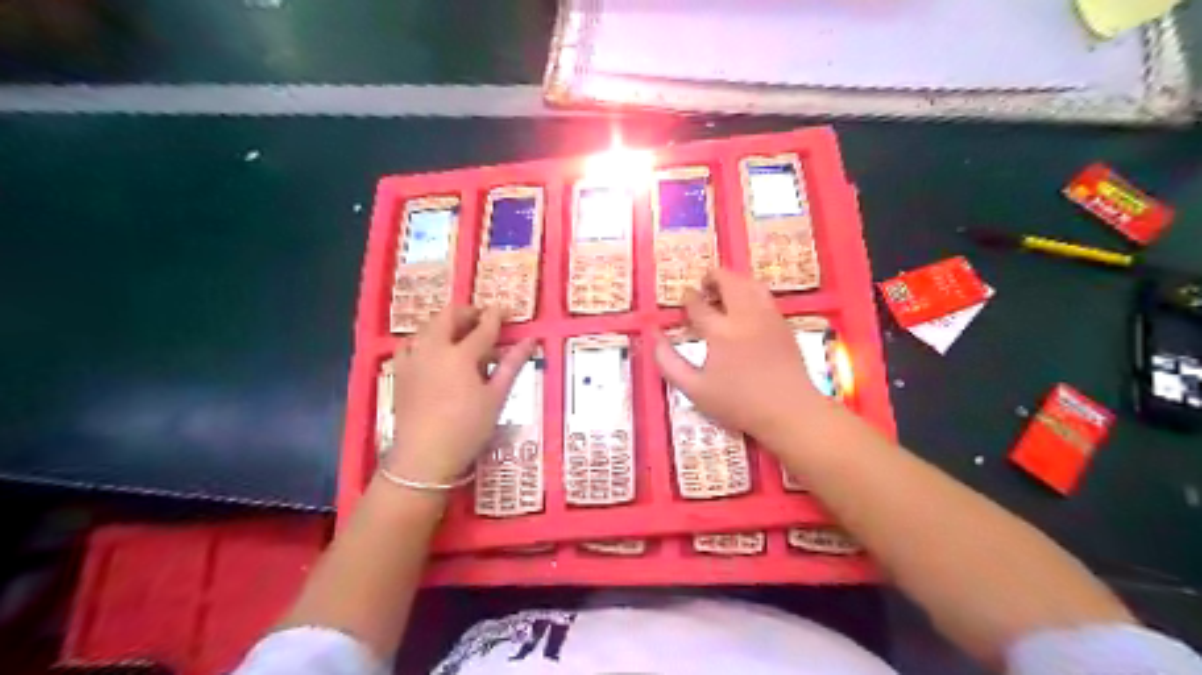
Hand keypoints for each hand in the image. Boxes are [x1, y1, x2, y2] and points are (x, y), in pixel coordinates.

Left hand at [384, 306, 534, 483]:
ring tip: (460, 334)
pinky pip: (410, 344)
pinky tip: (431, 352)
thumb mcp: (496, 398)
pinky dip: (424, 340)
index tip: (506, 310)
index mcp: (460, 354)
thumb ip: (511, 365)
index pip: (483, 326)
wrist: (423, 457)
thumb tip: (530, 341)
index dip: (496, 315)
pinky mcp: (399, 372)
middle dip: (467, 312)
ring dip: (446, 324)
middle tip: (482, 319)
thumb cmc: (467, 428)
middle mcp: (433, 349)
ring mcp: (413, 359)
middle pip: (449, 316)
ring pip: (427, 327)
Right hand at [647, 266, 826, 446]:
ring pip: (750, 283)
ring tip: (723, 291)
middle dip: (713, 277)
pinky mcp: (783, 323)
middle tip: (703, 285)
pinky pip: (765, 296)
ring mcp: (768, 316)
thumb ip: (668, 361)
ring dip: (734, 281)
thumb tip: (653, 335)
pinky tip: (745, 308)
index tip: (683, 300)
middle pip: (729, 281)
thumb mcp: (694, 389)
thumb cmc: (738, 403)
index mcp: (720, 331)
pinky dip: (750, 292)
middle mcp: (745, 316)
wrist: (789, 411)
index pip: (698, 304)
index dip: (687, 299)